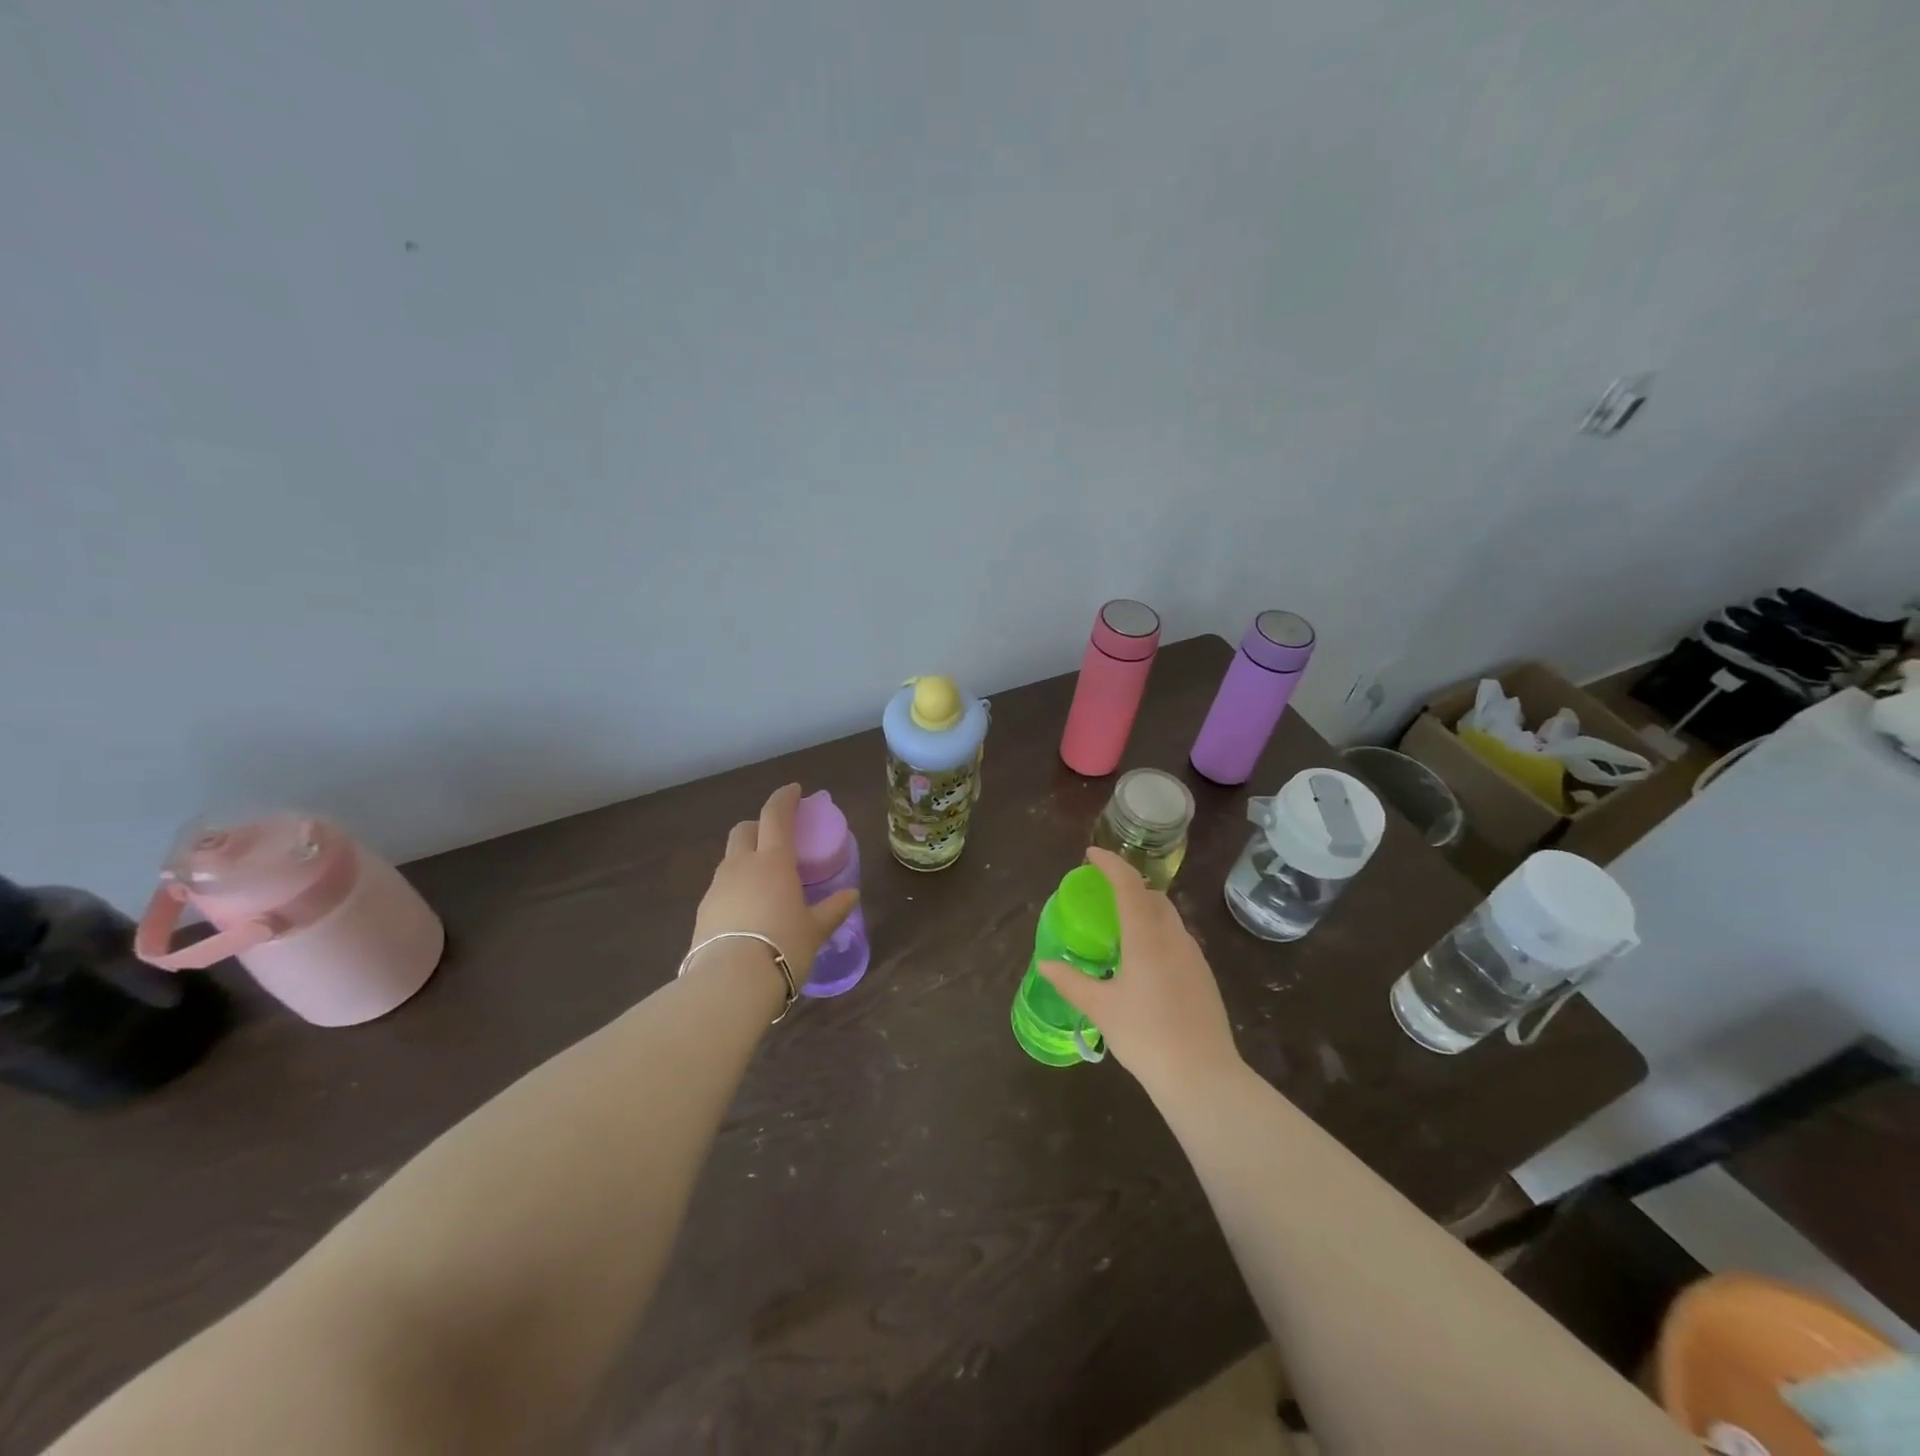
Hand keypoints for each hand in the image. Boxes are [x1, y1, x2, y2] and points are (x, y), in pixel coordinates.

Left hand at [691, 784, 858, 986]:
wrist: (730, 983)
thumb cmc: (783, 946)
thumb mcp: (815, 930)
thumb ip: (832, 909)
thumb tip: (851, 895)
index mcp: (773, 860)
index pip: (776, 815)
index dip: (785, 798)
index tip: (794, 790)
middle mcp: (741, 865)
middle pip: (744, 830)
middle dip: (759, 827)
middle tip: (776, 839)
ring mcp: (717, 887)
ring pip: (730, 859)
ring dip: (745, 858)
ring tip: (764, 882)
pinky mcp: (702, 912)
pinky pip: (721, 888)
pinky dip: (735, 888)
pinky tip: (747, 911)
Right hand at [1036, 848, 1239, 1095]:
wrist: (1203, 1077)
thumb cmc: (1146, 1036)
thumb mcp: (1101, 1008)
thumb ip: (1071, 982)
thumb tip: (1045, 963)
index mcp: (1147, 937)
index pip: (1128, 884)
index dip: (1110, 863)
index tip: (1090, 854)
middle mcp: (1174, 937)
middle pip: (1152, 896)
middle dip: (1128, 885)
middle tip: (1102, 893)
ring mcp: (1194, 956)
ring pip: (1168, 917)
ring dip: (1145, 909)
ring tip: (1121, 926)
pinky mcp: (1203, 976)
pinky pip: (1177, 939)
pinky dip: (1158, 933)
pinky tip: (1144, 961)